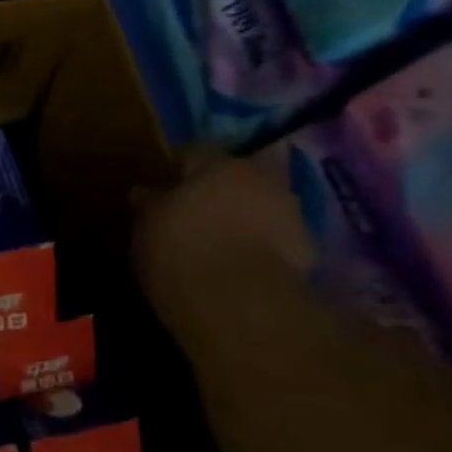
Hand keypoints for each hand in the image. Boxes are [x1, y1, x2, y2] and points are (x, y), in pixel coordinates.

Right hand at [133, 147, 313, 290]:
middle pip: (234, 177)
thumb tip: (145, 190)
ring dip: (240, 217)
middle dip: (215, 191)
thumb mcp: (145, 222)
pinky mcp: (306, 249)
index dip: (176, 167)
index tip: (161, 186)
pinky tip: (234, 262)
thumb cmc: (180, 247)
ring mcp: (290, 213)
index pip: (194, 150)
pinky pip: (273, 237)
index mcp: (220, 163)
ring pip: (257, 205)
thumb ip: (148, 201)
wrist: (239, 301)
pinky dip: (256, 244)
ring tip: (213, 240)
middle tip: (189, 212)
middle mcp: (262, 178)